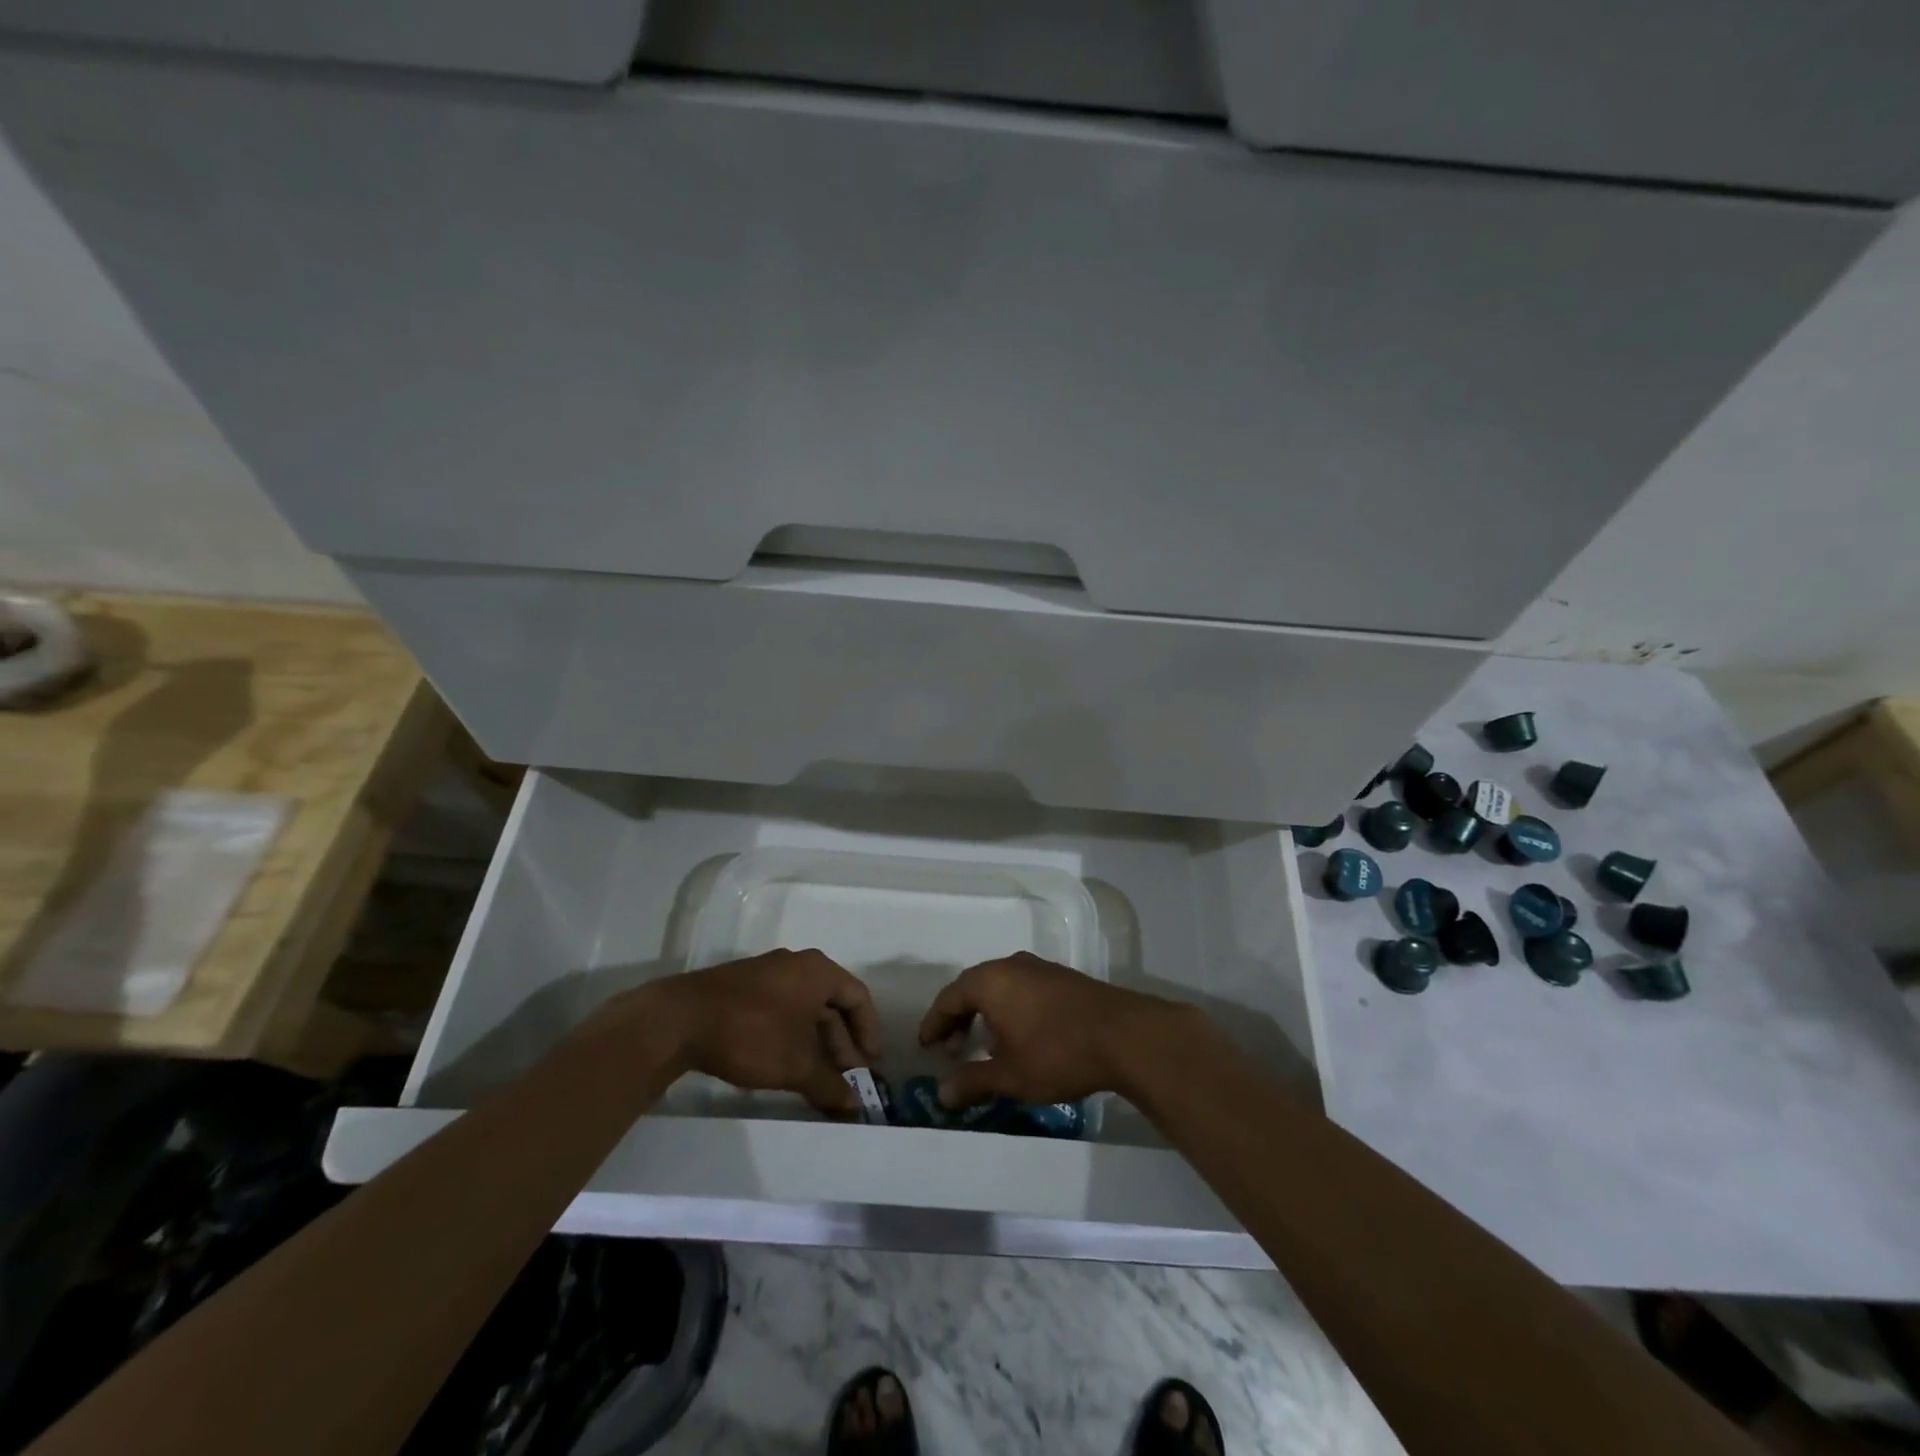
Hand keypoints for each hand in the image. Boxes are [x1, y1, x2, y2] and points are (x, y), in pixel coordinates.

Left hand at [652, 949, 880, 1115]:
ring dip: (815, 1042)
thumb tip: (853, 1106)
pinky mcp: (742, 988)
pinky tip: (784, 1063)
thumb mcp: (796, 1064)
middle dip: (840, 1042)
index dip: (868, 1031)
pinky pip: (781, 1009)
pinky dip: (791, 1035)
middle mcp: (796, 965)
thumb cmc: (752, 1033)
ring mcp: (766, 974)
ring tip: (816, 1076)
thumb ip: (828, 1084)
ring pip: (804, 1008)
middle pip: (831, 1003)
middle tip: (844, 1076)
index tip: (869, 1064)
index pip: (857, 996)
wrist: (680, 1019)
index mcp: (818, 971)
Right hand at [916, 952, 1203, 1108]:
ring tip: (984, 1045)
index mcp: (991, 981)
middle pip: (973, 987)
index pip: (950, 997)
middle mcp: (1012, 966)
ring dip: (985, 1013)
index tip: (925, 1045)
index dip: (935, 1022)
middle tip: (951, 1048)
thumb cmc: (1057, 1053)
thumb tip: (942, 1093)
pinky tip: (1018, 1035)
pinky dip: (1008, 1008)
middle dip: (958, 1017)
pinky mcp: (1063, 978)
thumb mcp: (1010, 1075)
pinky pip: (1021, 988)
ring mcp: (1040, 969)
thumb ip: (973, 1081)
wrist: (1124, 1035)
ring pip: (999, 987)